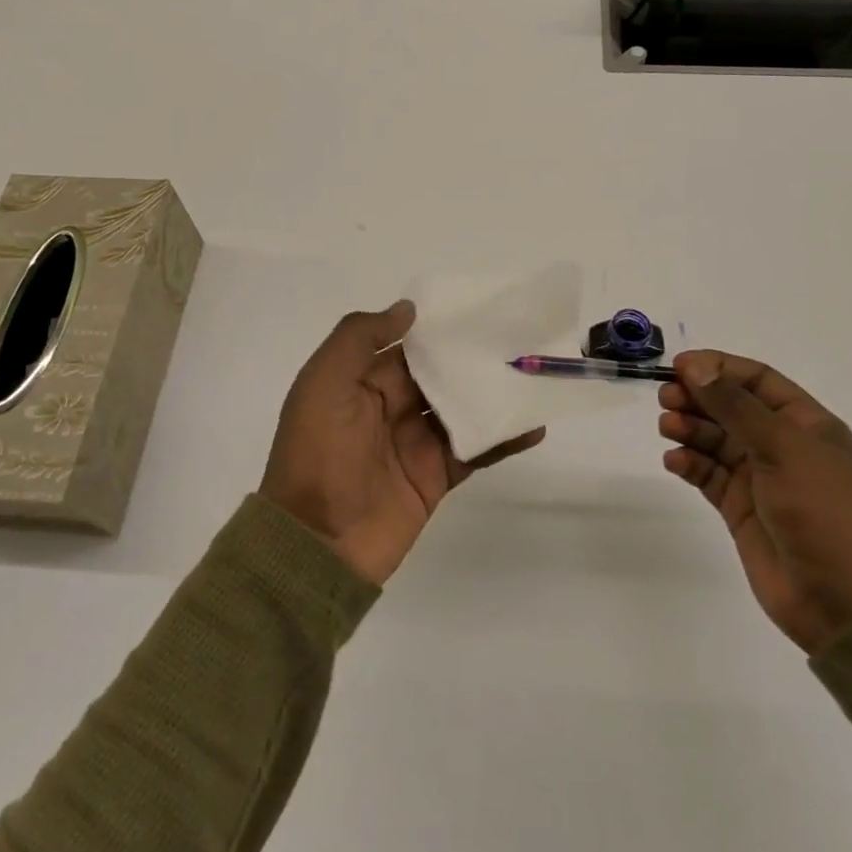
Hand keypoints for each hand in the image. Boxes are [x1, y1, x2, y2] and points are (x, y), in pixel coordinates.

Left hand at [260, 300, 545, 584]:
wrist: (316, 544)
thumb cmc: (317, 453)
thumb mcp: (323, 383)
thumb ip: (359, 338)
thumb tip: (408, 309)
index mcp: (360, 381)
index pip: (407, 346)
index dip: (439, 328)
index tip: (480, 307)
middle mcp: (389, 407)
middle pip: (439, 374)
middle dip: (472, 357)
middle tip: (520, 335)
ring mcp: (415, 442)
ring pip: (461, 408)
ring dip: (493, 393)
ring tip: (535, 371)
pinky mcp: (436, 476)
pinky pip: (474, 450)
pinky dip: (503, 438)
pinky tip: (534, 424)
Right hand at [658, 350, 851, 653]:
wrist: (845, 603)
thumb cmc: (826, 513)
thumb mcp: (784, 449)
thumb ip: (736, 406)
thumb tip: (696, 366)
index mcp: (808, 425)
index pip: (758, 381)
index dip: (719, 368)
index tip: (680, 366)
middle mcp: (783, 447)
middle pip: (731, 408)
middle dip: (698, 398)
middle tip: (666, 398)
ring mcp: (760, 479)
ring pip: (716, 440)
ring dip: (690, 429)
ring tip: (667, 428)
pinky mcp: (740, 509)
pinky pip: (708, 475)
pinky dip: (689, 464)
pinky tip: (674, 461)